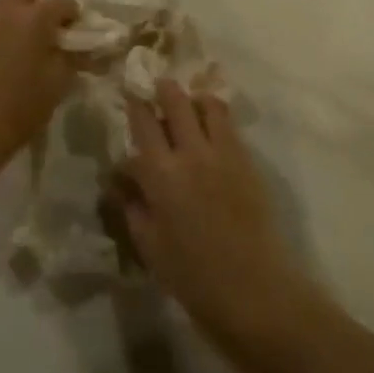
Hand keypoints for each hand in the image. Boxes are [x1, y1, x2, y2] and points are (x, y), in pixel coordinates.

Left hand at [0, 0, 80, 174]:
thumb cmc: (21, 107)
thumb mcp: (58, 84)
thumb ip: (72, 59)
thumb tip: (80, 48)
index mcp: (35, 17)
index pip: (62, 2)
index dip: (72, 15)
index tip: (75, 31)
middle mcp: (6, 10)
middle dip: (36, 5)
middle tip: (44, 30)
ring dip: (8, 9)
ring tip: (17, 34)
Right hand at [123, 80, 319, 365]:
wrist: (254, 288)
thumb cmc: (192, 275)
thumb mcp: (149, 245)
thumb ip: (132, 206)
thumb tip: (119, 180)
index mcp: (160, 174)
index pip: (143, 125)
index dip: (134, 105)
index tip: (129, 95)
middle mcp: (191, 153)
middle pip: (176, 103)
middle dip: (164, 89)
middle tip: (158, 84)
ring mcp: (223, 154)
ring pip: (208, 106)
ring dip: (194, 97)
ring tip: (189, 100)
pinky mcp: (247, 161)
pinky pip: (230, 125)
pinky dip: (217, 114)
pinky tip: (212, 121)